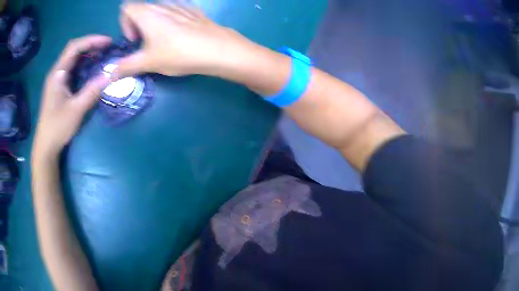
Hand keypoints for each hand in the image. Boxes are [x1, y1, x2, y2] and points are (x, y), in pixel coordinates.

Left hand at [32, 35, 111, 160]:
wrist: (46, 146)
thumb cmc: (57, 128)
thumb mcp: (76, 110)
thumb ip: (92, 91)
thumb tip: (111, 75)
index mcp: (57, 74)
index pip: (74, 47)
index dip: (92, 40)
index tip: (108, 42)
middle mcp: (56, 73)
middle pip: (73, 49)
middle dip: (90, 45)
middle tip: (107, 47)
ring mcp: (56, 80)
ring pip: (72, 59)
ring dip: (87, 54)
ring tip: (102, 55)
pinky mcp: (58, 87)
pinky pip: (72, 69)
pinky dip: (83, 64)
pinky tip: (90, 68)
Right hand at [114, 3, 251, 77]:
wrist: (218, 49)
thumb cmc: (179, 53)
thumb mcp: (148, 62)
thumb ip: (126, 67)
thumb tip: (110, 75)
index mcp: (147, 13)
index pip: (126, 8)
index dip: (124, 23)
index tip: (134, 39)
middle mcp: (163, 4)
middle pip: (142, 9)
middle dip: (138, 26)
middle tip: (146, 44)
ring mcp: (180, 5)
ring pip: (158, 10)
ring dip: (154, 23)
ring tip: (162, 41)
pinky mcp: (194, 10)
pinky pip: (175, 11)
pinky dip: (170, 20)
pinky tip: (180, 35)